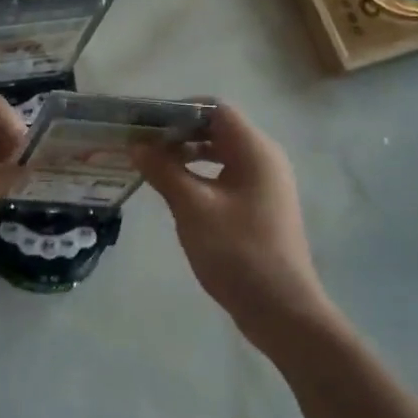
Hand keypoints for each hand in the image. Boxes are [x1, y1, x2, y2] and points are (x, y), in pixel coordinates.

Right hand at [133, 101, 333, 334]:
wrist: (280, 308)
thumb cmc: (237, 251)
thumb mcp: (193, 207)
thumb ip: (163, 170)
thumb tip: (137, 144)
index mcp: (255, 151)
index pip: (216, 109)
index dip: (179, 109)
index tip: (144, 122)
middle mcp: (264, 160)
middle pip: (217, 130)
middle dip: (178, 132)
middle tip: (141, 143)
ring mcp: (264, 185)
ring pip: (220, 155)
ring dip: (186, 155)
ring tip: (150, 165)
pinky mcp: (258, 207)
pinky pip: (224, 177)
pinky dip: (198, 175)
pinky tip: (173, 191)